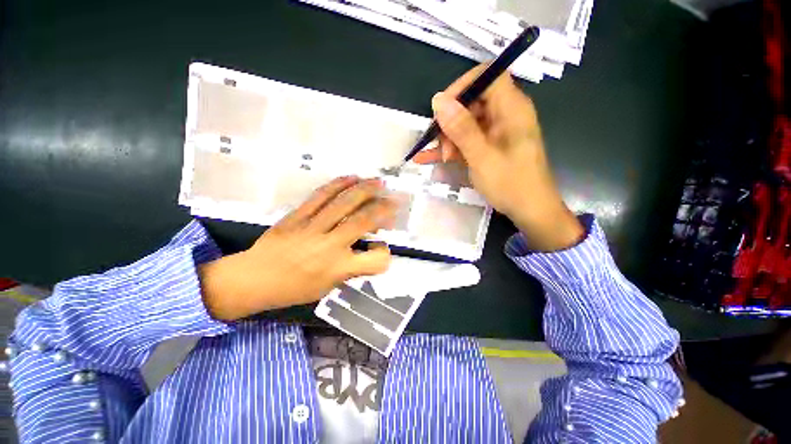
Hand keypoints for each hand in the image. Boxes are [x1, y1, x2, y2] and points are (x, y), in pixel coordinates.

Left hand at [198, 177, 395, 320]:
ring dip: (365, 190)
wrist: (252, 280)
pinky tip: (351, 177)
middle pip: (364, 221)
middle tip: (395, 199)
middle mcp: (330, 246)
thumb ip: (350, 269)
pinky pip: (320, 196)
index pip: (376, 260)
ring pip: (344, 203)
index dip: (385, 254)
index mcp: (339, 269)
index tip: (381, 249)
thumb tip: (366, 250)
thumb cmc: (292, 289)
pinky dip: (338, 184)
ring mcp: (313, 228)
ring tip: (379, 183)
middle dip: (384, 208)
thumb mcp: (327, 287)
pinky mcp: (297, 216)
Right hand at [414, 66, 583, 251]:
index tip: (441, 109)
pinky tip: (430, 158)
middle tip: (439, 144)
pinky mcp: (490, 146)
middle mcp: (505, 114)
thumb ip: (461, 128)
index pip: (487, 76)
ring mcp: (497, 131)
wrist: (529, 211)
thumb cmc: (511, 184)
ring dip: (449, 138)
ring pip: (466, 122)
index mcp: (512, 108)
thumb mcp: (482, 157)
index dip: (462, 86)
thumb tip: (438, 100)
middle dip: (451, 121)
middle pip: (473, 101)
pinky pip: (468, 139)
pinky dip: (452, 148)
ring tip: (440, 157)